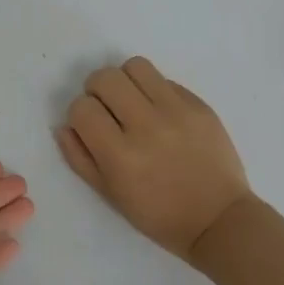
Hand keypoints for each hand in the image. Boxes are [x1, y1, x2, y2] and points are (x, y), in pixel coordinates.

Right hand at [56, 57, 252, 261]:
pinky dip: (154, 91)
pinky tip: (161, 113)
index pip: (82, 108)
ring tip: (132, 101)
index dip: (79, 115)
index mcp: (120, 156)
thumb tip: (65, 126)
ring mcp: (177, 112)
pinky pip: (165, 80)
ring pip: (136, 66)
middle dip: (97, 90)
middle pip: (105, 78)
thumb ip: (80, 158)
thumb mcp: (110, 195)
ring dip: (125, 80)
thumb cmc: (159, 215)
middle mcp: (146, 126)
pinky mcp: (199, 105)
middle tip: (107, 109)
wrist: (218, 218)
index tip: (90, 127)